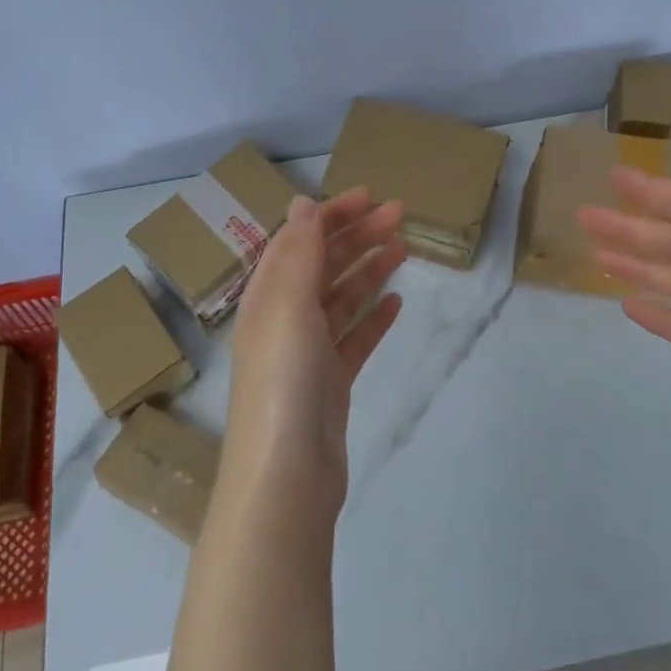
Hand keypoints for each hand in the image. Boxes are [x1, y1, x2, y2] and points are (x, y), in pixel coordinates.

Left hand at [226, 188, 406, 513]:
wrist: (287, 474)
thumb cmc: (283, 379)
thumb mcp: (287, 305)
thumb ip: (298, 252)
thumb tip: (302, 202)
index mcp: (267, 297)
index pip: (299, 241)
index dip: (331, 215)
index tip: (370, 196)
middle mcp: (284, 320)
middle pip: (324, 266)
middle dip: (358, 236)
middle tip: (400, 215)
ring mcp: (308, 354)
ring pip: (342, 299)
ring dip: (369, 271)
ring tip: (403, 248)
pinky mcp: (331, 383)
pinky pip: (355, 339)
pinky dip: (374, 318)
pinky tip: (396, 303)